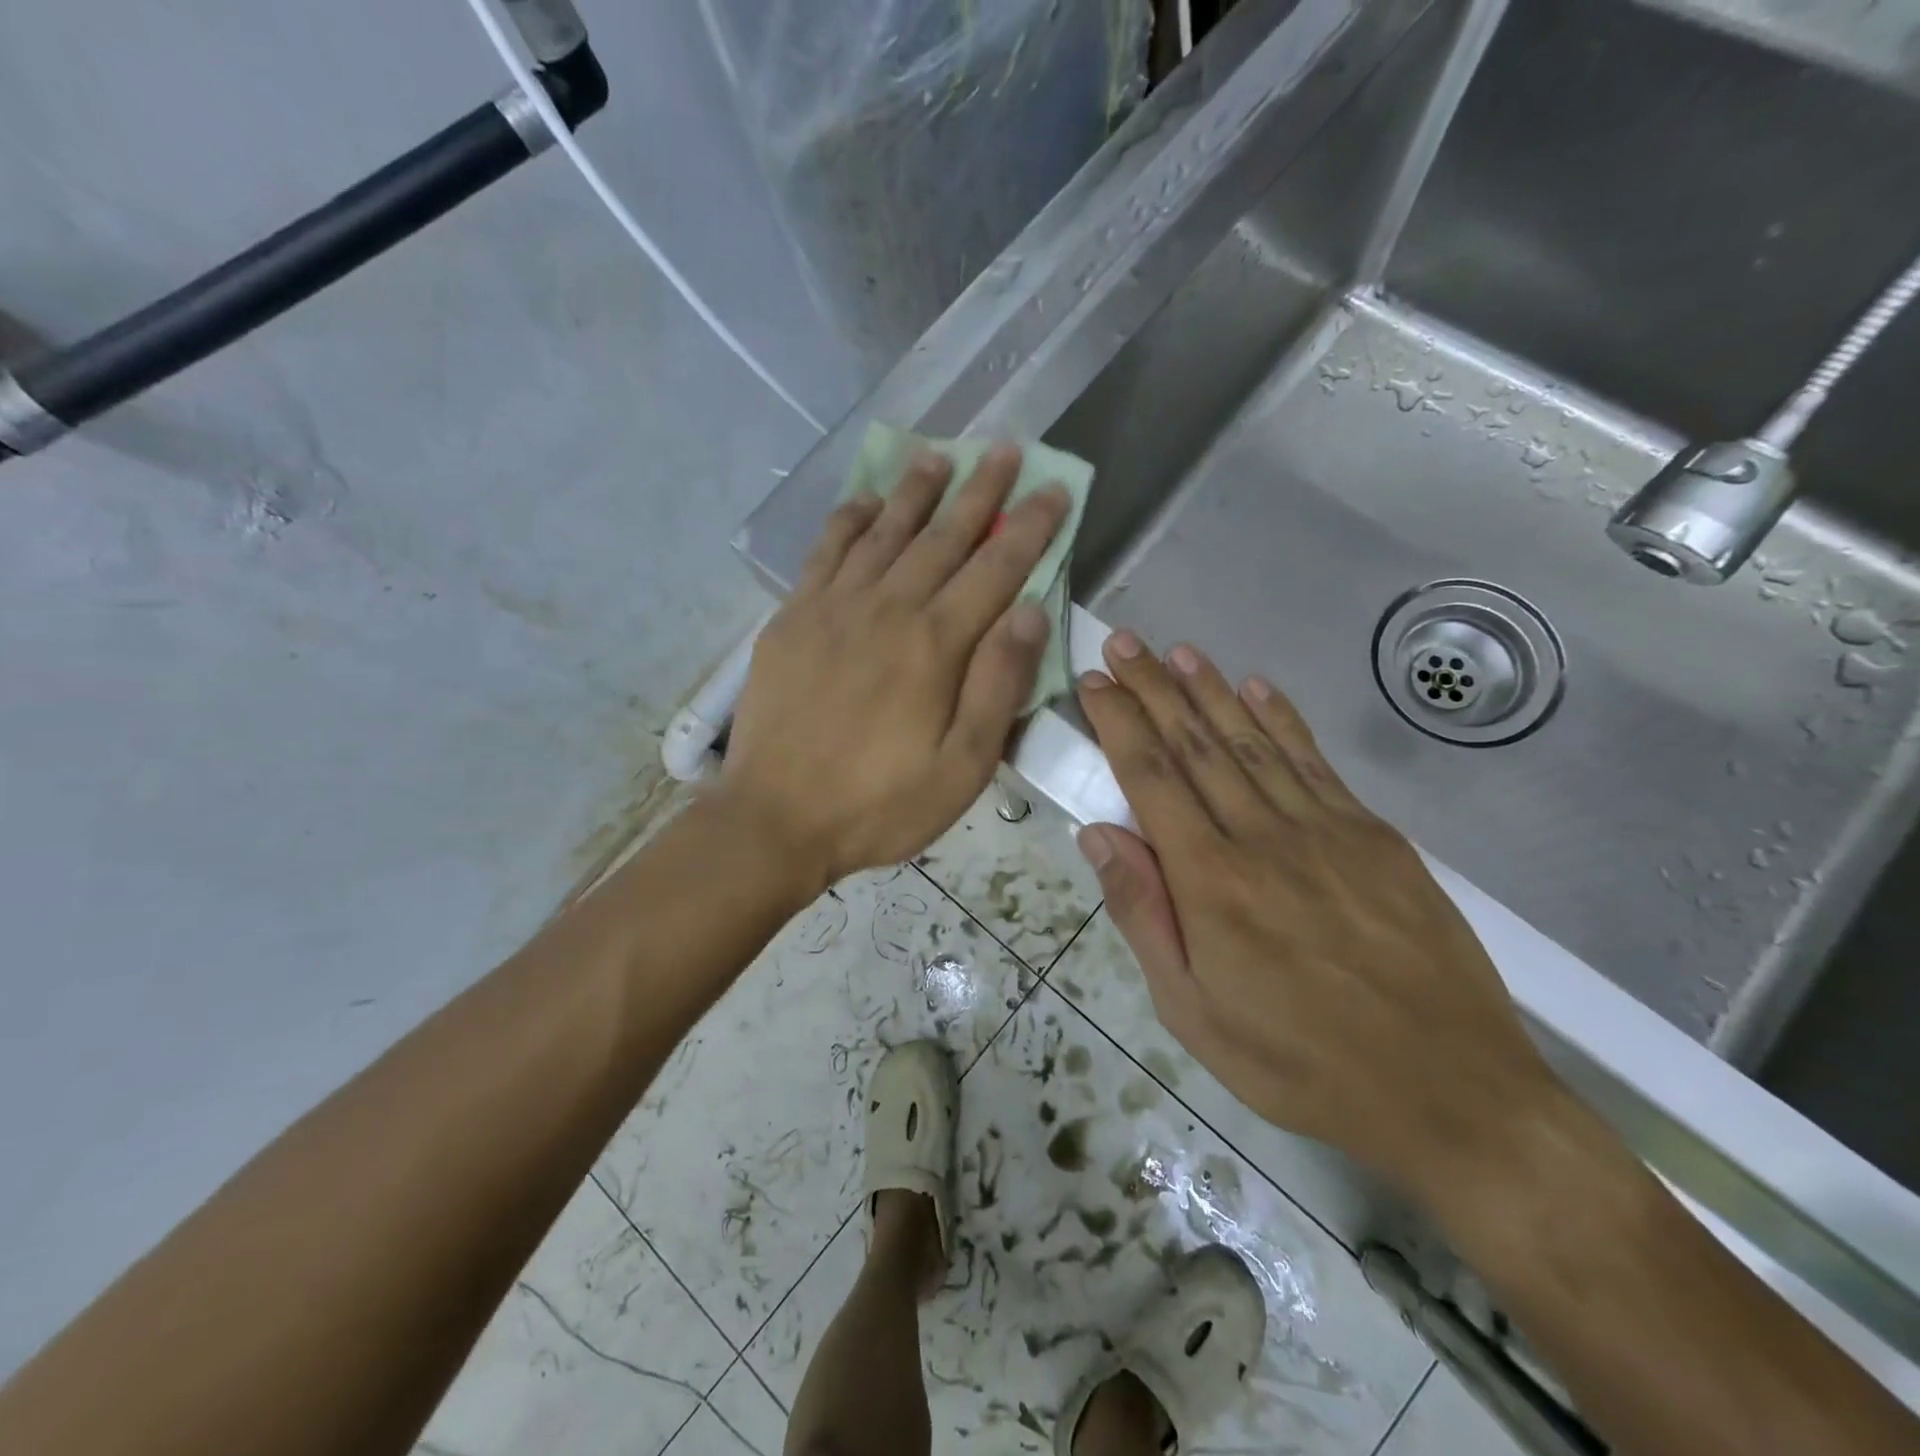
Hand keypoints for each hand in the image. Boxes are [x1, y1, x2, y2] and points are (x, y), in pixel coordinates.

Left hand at [721, 444, 1069, 888]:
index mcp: (935, 645)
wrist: (775, 819)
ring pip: (884, 532)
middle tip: (1003, 448)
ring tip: (938, 456)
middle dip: (979, 491)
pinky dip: (848, 520)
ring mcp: (833, 608)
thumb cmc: (880, 804)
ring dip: (915, 491)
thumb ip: (998, 685)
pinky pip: (825, 552)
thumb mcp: (961, 767)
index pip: (996, 569)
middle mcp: (887, 608)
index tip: (1053, 489)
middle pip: (943, 536)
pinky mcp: (793, 618)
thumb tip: (1030, 610)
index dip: (1029, 527)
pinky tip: (863, 501)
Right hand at [1073, 632, 1562, 1201]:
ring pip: (1252, 741)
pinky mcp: (1374, 835)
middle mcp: (1263, 837)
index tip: (1095, 682)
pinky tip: (1257, 687)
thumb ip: (1144, 915)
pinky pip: (1314, 762)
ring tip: (1177, 651)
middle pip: (1196, 744)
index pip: (1151, 778)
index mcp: (1211, 881)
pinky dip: (1281, 719)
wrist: (1450, 1090)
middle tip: (1124, 643)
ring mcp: (1325, 829)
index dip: (1119, 723)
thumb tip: (1099, 835)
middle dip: (1153, 688)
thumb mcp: (1193, 1012)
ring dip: (1210, 690)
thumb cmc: (1300, 1062)